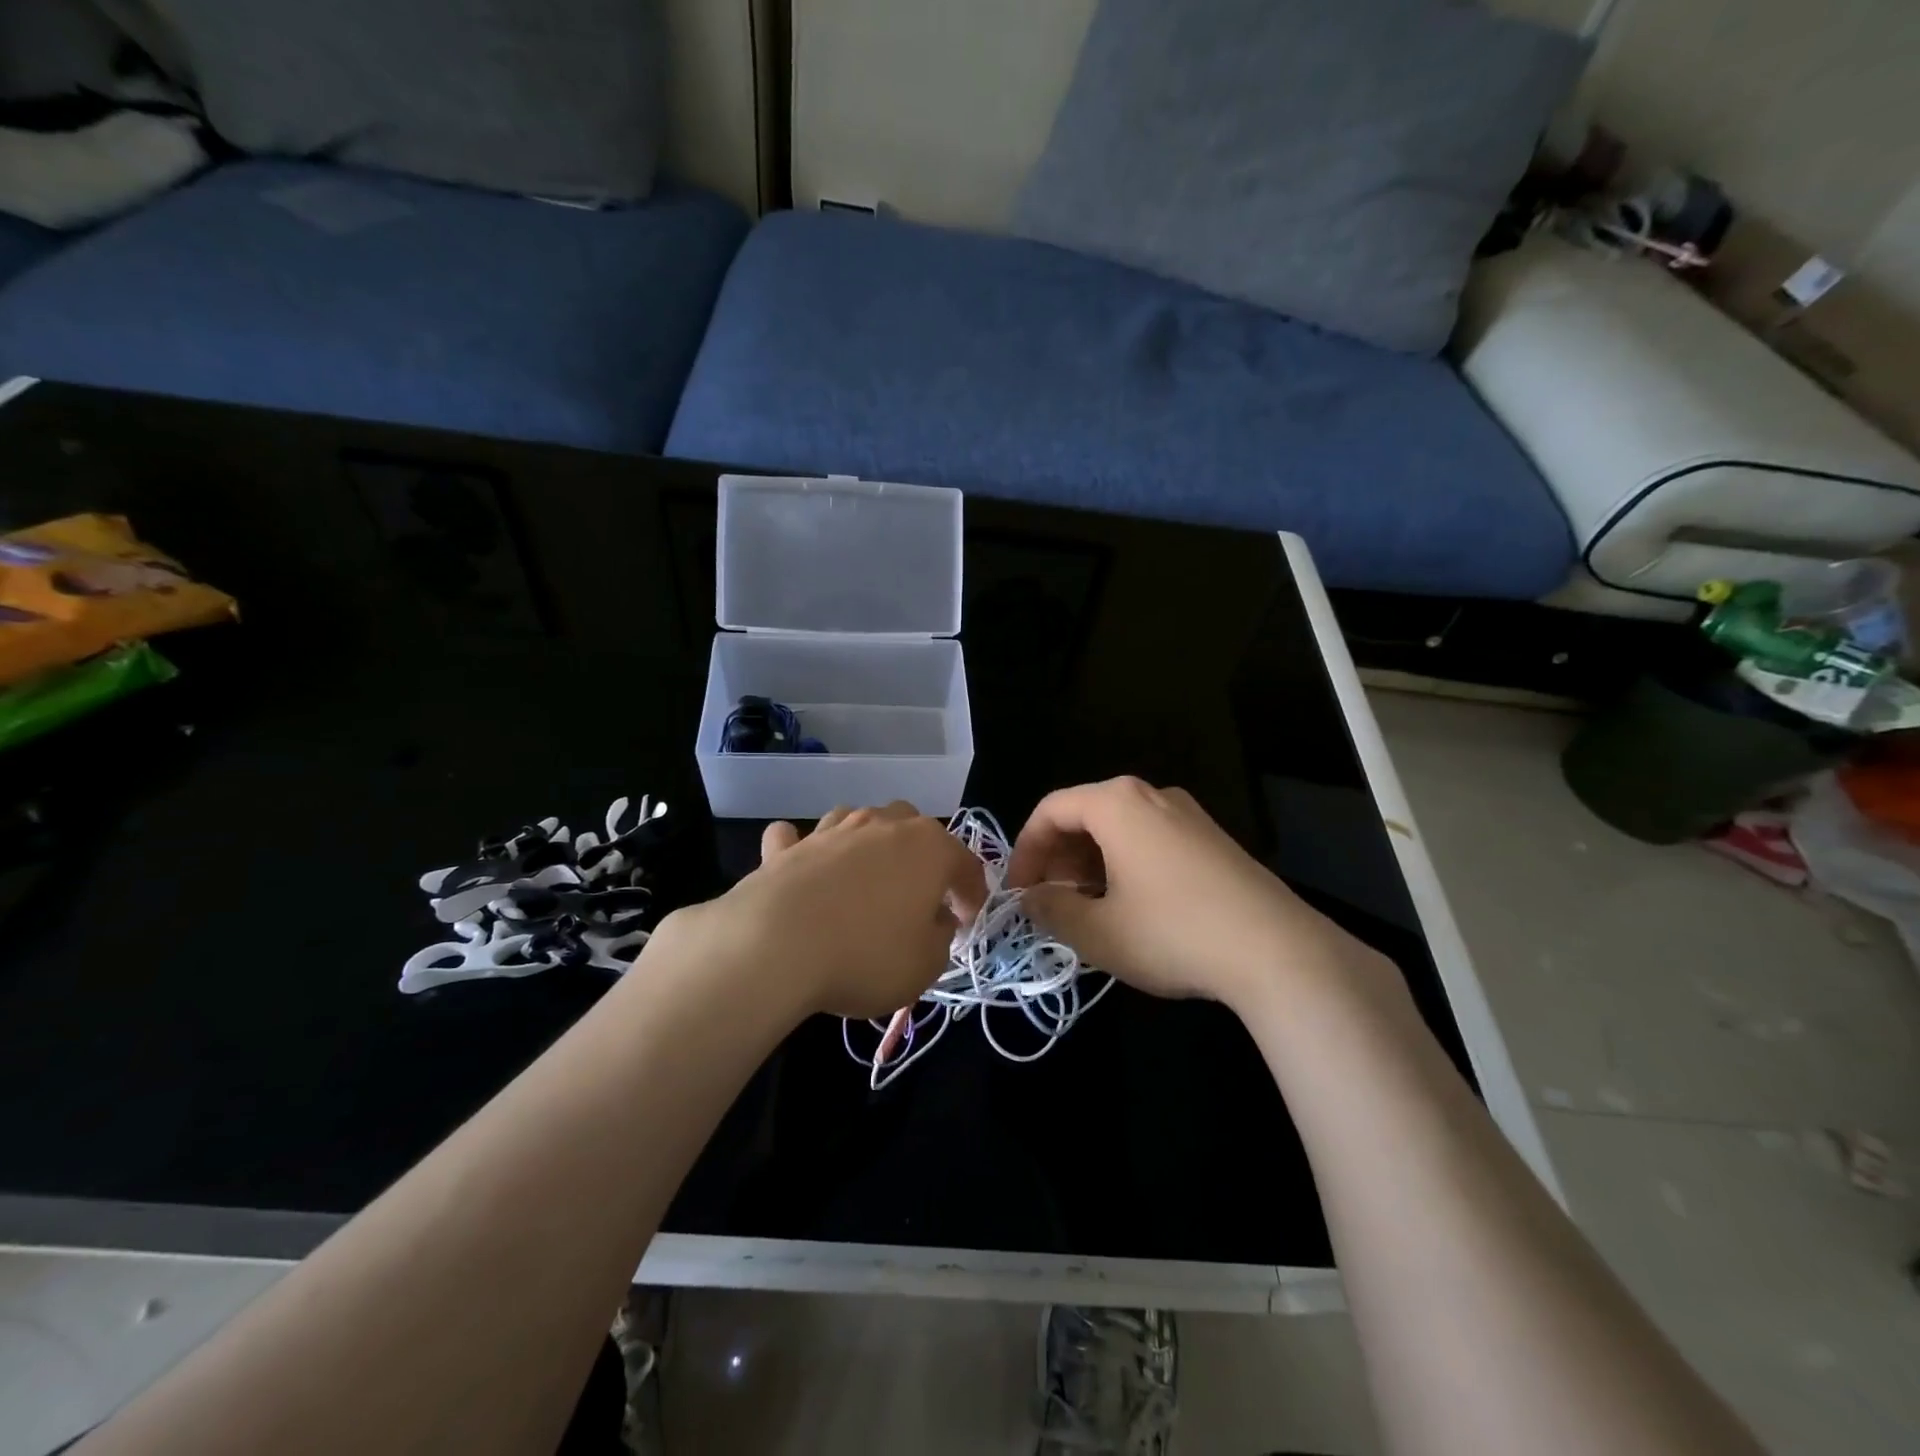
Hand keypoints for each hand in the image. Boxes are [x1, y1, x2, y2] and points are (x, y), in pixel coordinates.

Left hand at [651, 803, 986, 1021]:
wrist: (775, 946)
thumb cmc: (866, 955)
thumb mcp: (926, 965)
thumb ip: (940, 938)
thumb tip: (934, 920)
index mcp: (928, 847)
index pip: (965, 863)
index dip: (972, 894)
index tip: (968, 922)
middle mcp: (883, 825)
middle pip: (913, 827)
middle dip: (922, 857)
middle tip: (919, 897)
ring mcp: (832, 830)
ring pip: (860, 822)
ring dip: (868, 845)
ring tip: (865, 880)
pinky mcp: (786, 848)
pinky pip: (799, 839)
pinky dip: (802, 849)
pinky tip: (801, 866)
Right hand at [1006, 777, 1383, 1013]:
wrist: (1278, 951)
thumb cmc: (1172, 933)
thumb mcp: (1097, 931)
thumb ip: (1051, 909)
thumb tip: (1031, 898)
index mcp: (1117, 803)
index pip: (1050, 810)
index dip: (1024, 851)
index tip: (1018, 893)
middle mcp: (1151, 795)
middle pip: (1085, 815)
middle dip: (1058, 858)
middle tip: (1049, 902)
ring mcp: (1188, 814)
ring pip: (1119, 829)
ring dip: (1090, 864)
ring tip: (1086, 909)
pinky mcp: (1213, 839)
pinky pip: (1151, 840)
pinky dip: (1125, 865)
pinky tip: (1130, 908)